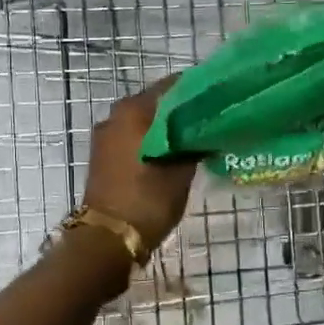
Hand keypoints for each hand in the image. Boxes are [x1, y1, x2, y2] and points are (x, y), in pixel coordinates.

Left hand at [81, 75, 195, 253]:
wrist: (108, 239)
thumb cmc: (146, 201)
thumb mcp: (180, 172)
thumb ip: (194, 144)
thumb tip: (207, 130)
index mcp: (134, 110)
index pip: (173, 86)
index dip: (198, 91)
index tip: (220, 100)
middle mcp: (116, 115)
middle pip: (156, 102)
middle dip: (182, 110)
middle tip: (211, 120)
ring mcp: (106, 135)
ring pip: (144, 121)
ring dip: (166, 127)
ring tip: (195, 138)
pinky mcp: (103, 155)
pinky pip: (133, 136)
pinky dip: (152, 140)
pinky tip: (173, 152)